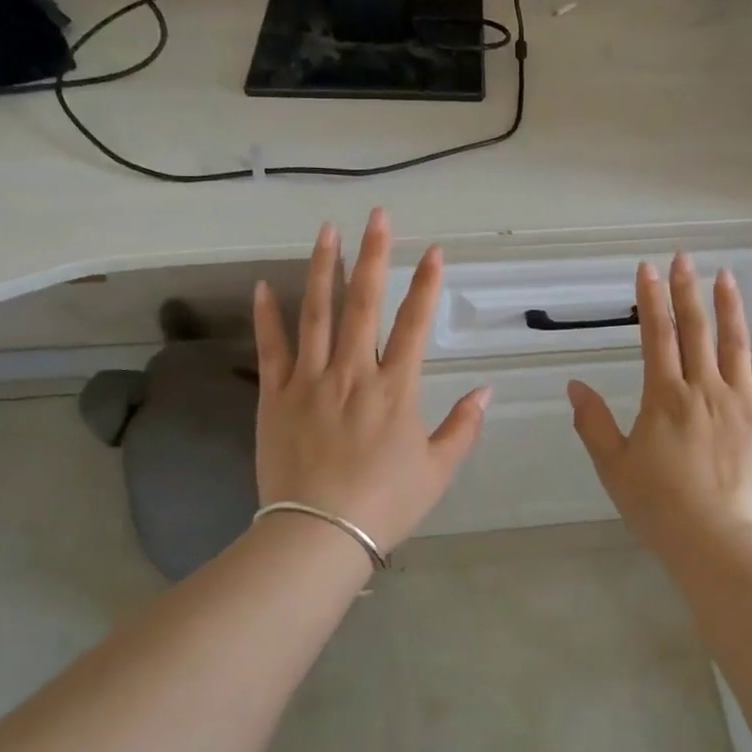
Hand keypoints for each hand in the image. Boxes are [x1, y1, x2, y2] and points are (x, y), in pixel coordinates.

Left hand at [252, 209, 490, 553]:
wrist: (318, 535)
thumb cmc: (385, 504)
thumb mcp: (437, 470)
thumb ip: (463, 427)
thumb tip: (487, 391)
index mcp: (395, 388)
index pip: (415, 323)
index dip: (427, 284)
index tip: (434, 250)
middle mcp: (354, 372)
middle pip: (364, 302)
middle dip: (374, 255)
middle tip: (378, 216)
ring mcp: (311, 380)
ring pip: (317, 313)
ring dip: (323, 268)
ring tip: (327, 230)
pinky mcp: (276, 396)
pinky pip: (271, 348)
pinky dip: (268, 316)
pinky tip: (264, 286)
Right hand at [568, 254, 751, 547]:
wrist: (719, 541)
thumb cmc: (660, 506)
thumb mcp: (614, 467)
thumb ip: (594, 423)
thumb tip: (575, 386)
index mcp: (665, 397)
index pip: (656, 335)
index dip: (651, 299)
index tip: (648, 269)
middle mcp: (704, 389)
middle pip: (695, 330)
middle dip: (686, 290)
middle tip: (684, 258)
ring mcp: (742, 403)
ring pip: (736, 345)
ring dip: (729, 307)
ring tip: (725, 276)